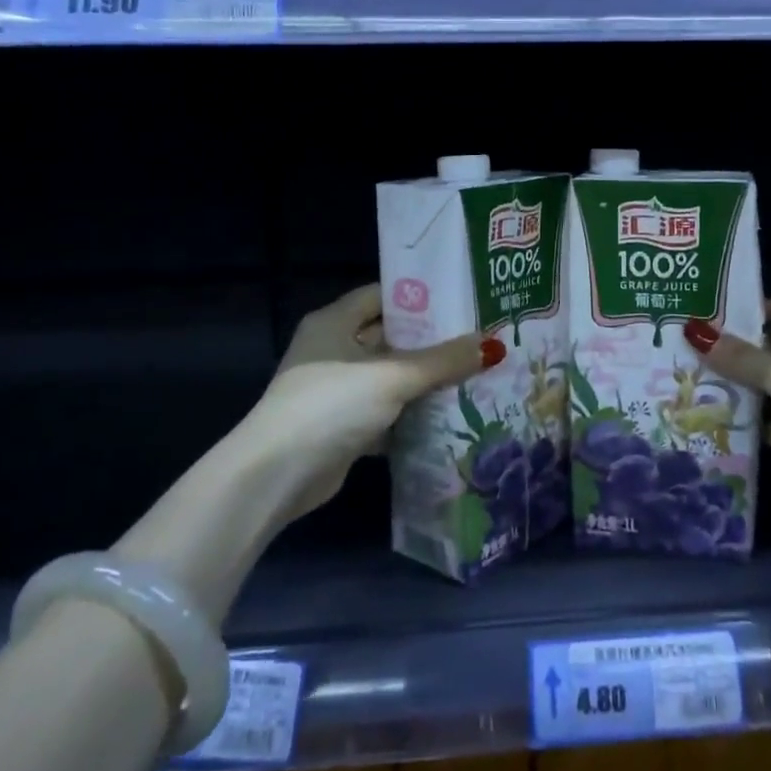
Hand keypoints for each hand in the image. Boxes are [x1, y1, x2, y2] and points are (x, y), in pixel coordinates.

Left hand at [252, 285, 504, 520]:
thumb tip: (494, 345)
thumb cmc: (331, 405)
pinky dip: (411, 414)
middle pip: (390, 336)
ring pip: (391, 377)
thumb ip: (442, 361)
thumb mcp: (392, 376)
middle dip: (432, 341)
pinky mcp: (343, 426)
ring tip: (475, 374)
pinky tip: (450, 416)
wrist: (277, 475)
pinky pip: (386, 411)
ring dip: (425, 380)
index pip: (383, 295)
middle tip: (479, 339)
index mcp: (335, 322)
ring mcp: (337, 390)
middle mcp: (334, 349)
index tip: (463, 300)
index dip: (421, 296)